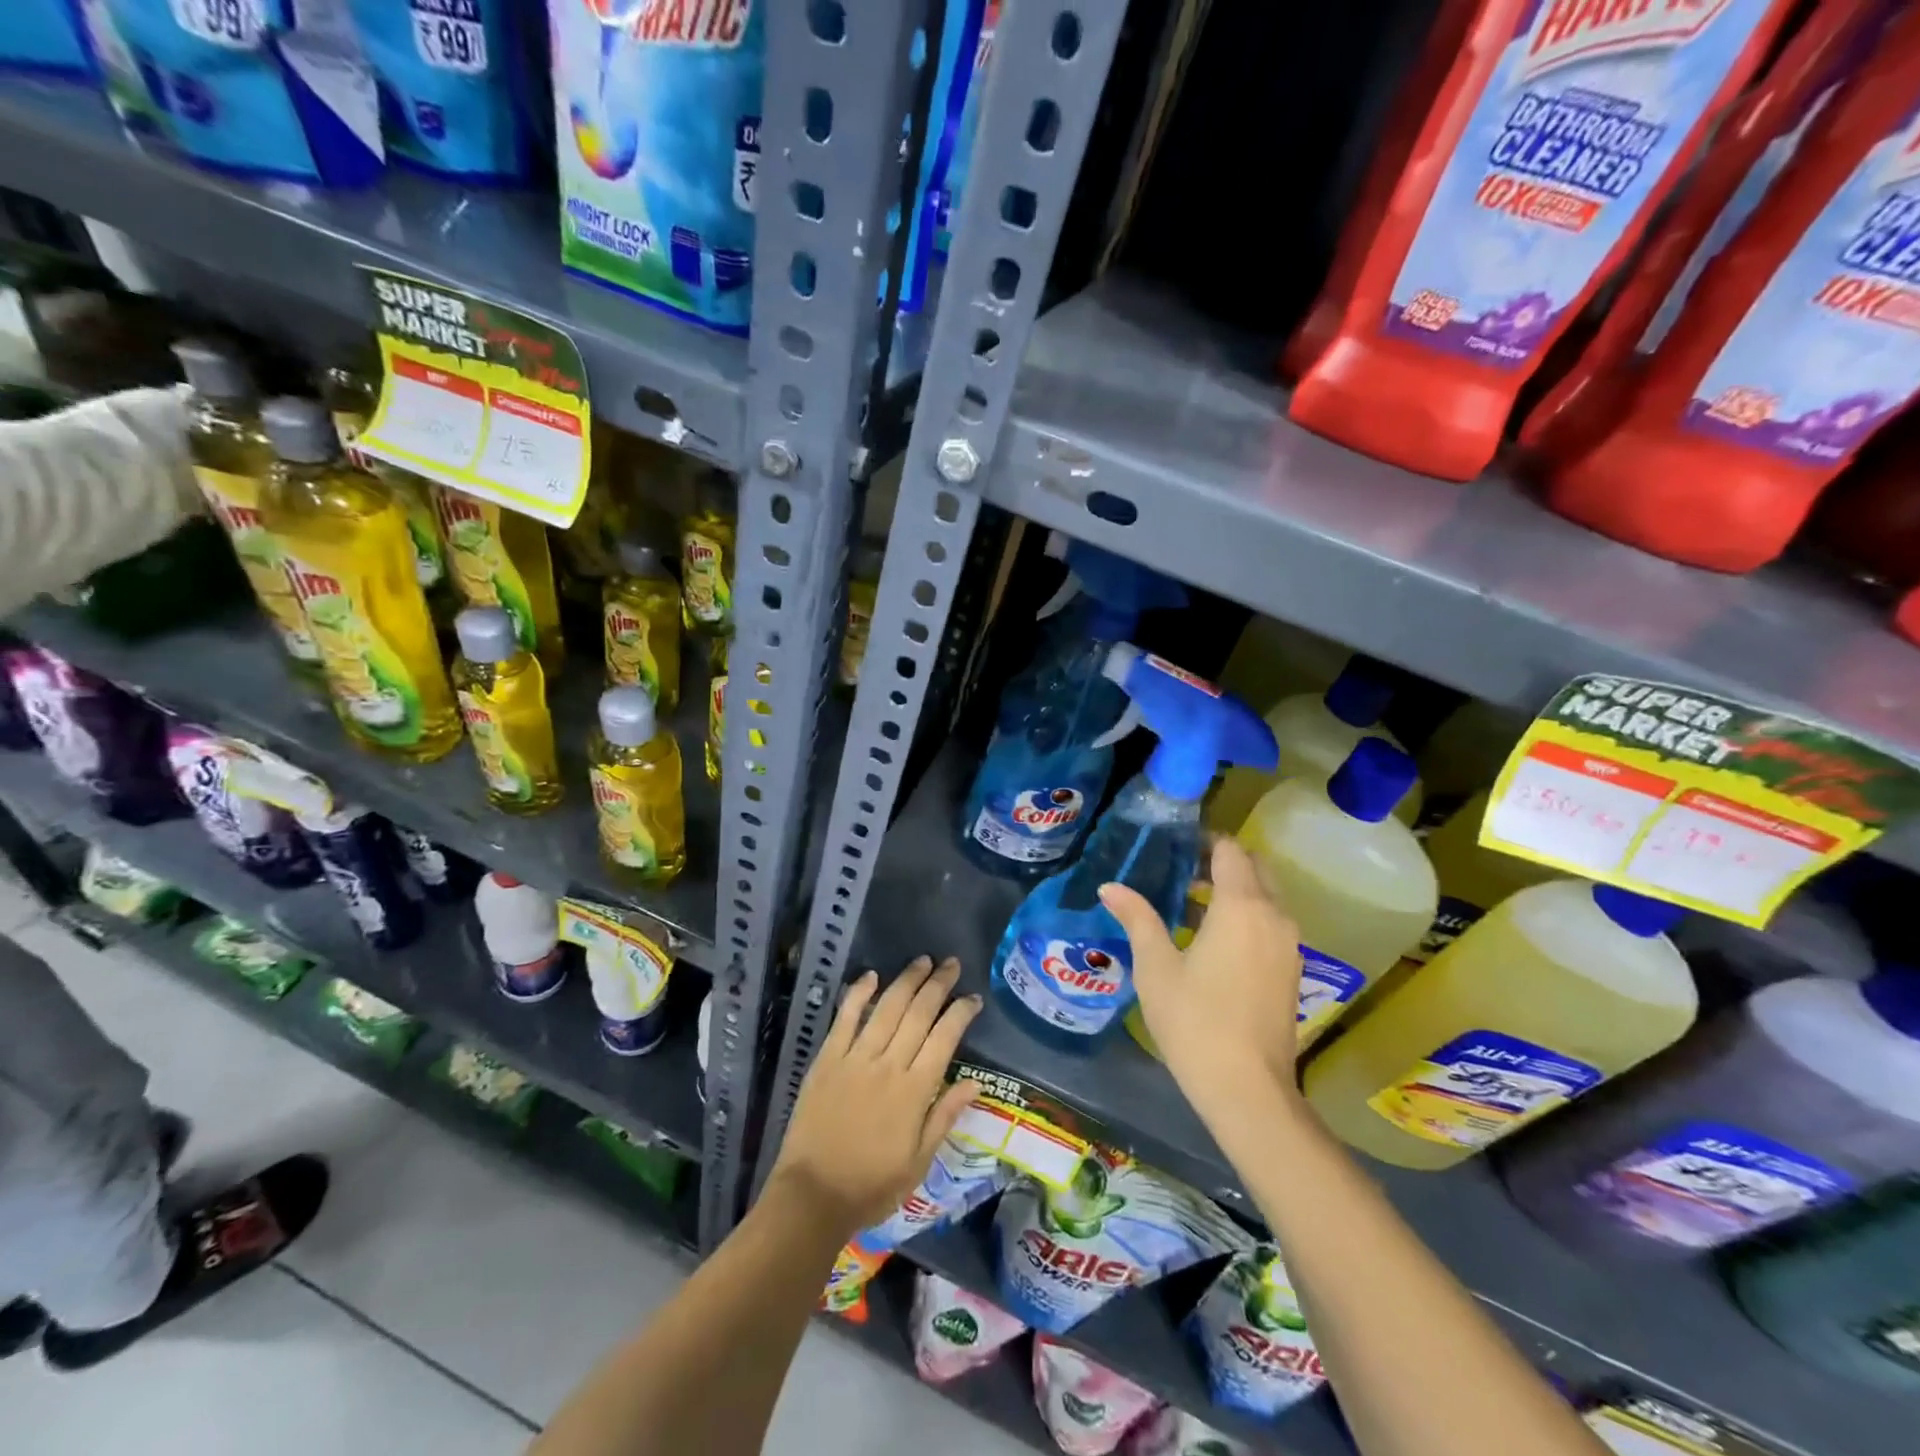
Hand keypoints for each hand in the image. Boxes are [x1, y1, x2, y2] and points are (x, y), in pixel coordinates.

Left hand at [769, 956, 981, 1236]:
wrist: (812, 1196)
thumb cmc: (872, 1186)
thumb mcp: (919, 1162)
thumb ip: (945, 1117)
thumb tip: (975, 1082)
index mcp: (914, 1091)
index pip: (944, 1038)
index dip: (961, 1013)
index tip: (972, 998)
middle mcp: (888, 1065)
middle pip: (918, 1014)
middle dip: (938, 985)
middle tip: (952, 964)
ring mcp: (855, 1058)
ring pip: (886, 1008)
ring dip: (906, 981)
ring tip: (923, 961)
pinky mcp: (827, 1059)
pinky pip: (845, 1019)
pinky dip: (858, 994)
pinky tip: (870, 975)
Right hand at [1099, 838, 1304, 1119]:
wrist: (1248, 1089)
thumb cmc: (1194, 1020)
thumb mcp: (1155, 966)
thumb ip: (1137, 918)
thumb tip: (1110, 887)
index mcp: (1242, 906)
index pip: (1230, 851)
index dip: (1203, 842)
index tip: (1173, 846)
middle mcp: (1274, 916)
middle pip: (1254, 868)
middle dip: (1221, 863)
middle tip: (1180, 872)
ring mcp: (1289, 944)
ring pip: (1265, 897)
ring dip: (1233, 891)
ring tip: (1188, 905)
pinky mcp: (1292, 969)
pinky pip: (1270, 923)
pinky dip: (1246, 916)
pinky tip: (1211, 940)